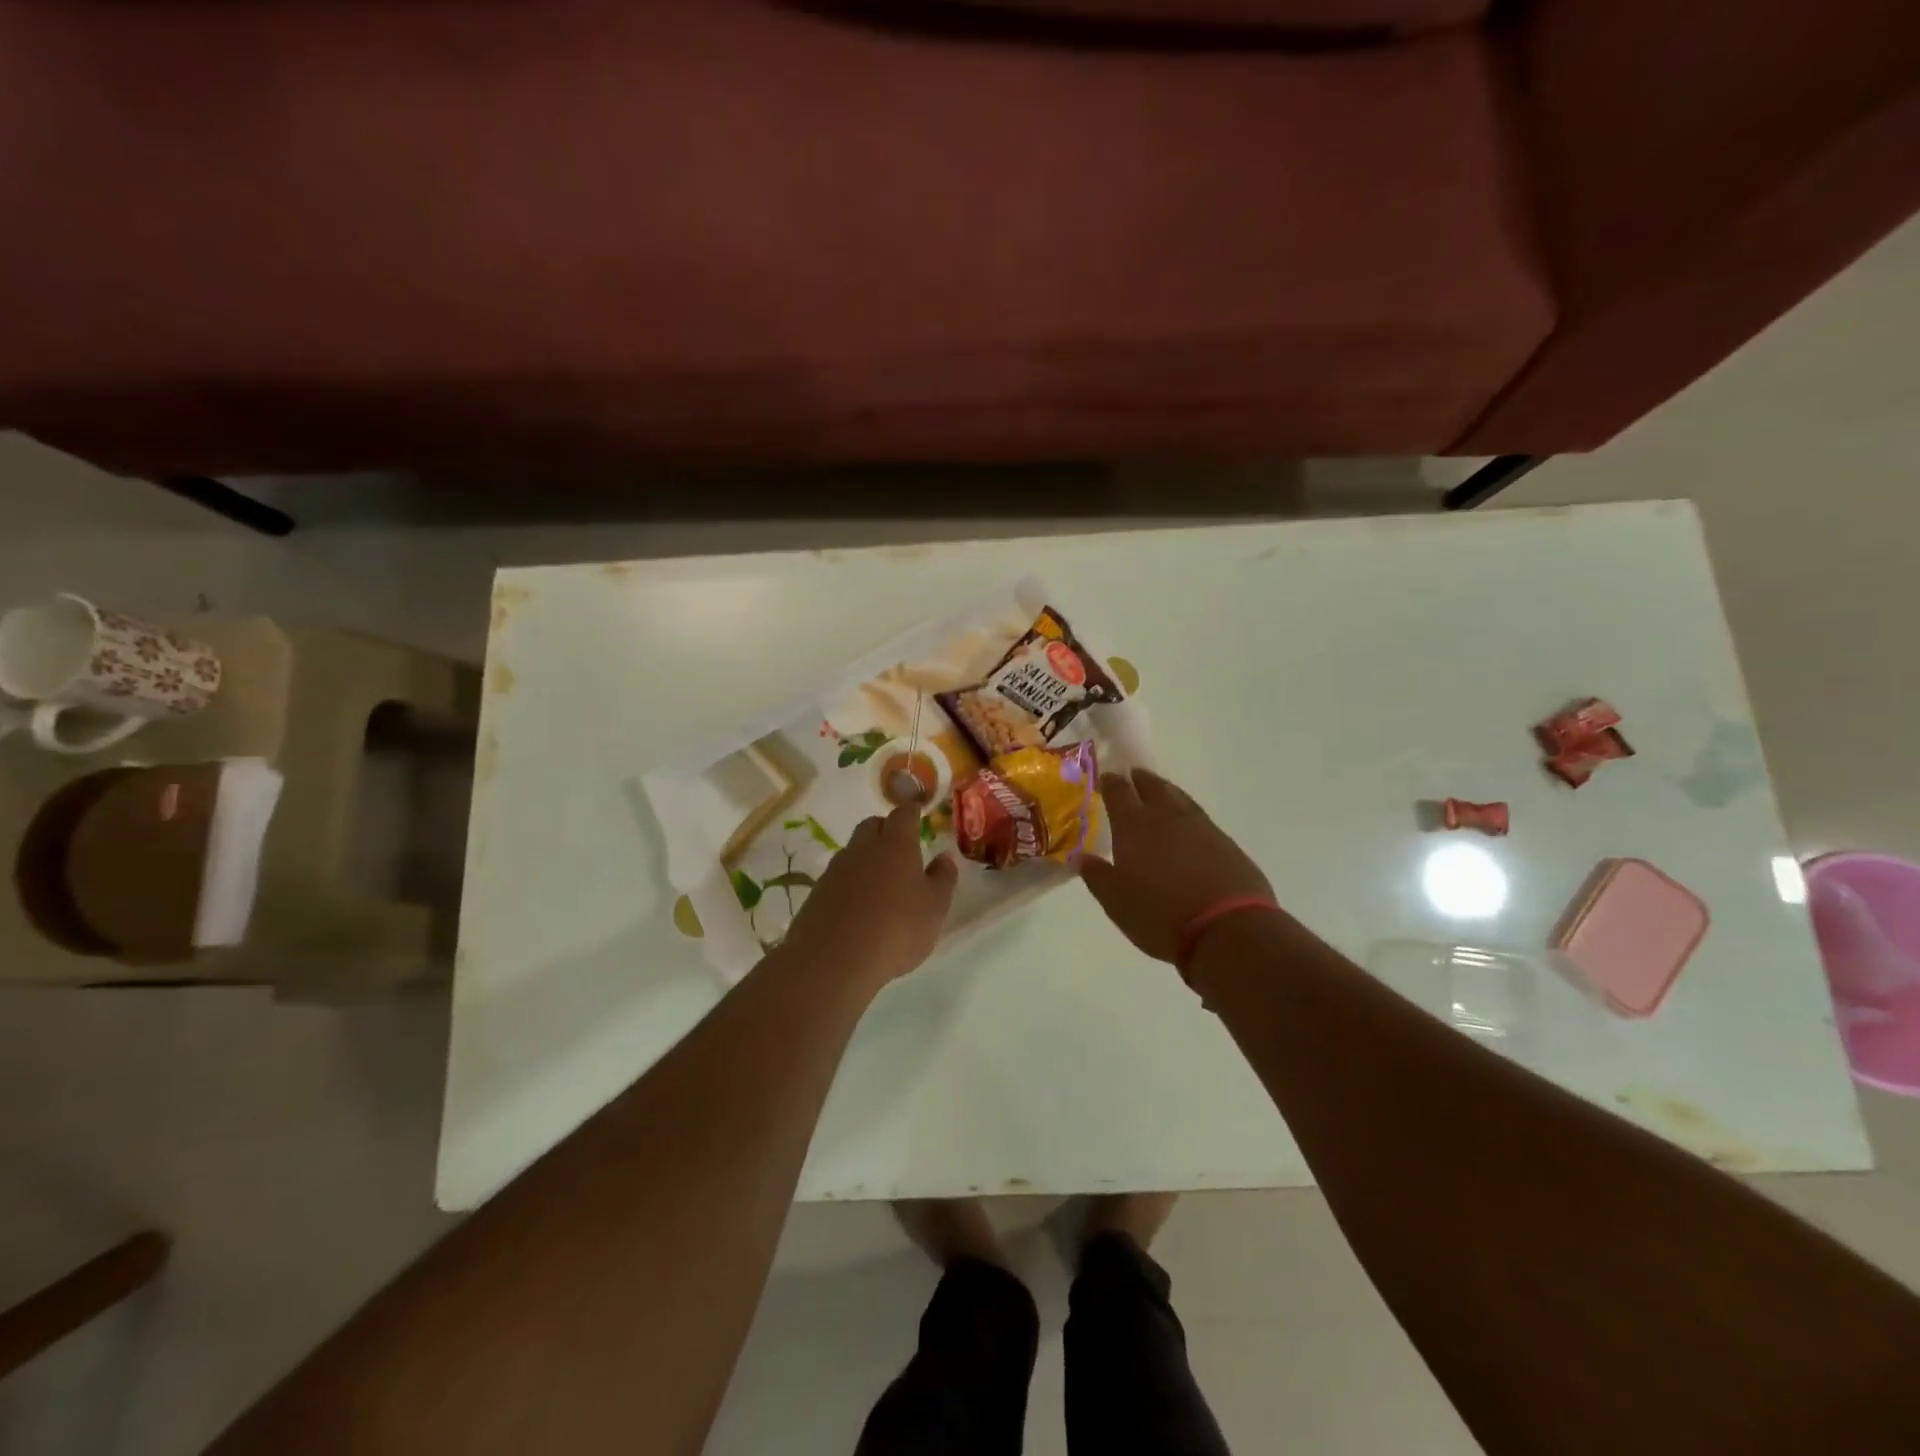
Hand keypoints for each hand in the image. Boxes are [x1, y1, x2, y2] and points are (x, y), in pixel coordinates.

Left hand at [781, 804, 958, 987]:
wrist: (833, 960)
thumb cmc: (896, 930)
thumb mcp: (934, 908)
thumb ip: (943, 878)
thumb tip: (945, 856)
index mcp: (896, 845)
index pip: (904, 814)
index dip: (912, 811)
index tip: (918, 811)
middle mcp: (863, 848)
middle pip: (872, 825)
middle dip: (886, 828)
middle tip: (900, 845)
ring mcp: (836, 869)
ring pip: (853, 850)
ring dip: (866, 855)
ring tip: (881, 878)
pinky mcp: (817, 892)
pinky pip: (838, 876)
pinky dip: (850, 881)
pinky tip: (858, 904)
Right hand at [1081, 768, 1273, 963]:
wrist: (1228, 929)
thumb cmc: (1160, 916)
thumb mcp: (1116, 902)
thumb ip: (1097, 876)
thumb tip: (1080, 856)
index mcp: (1134, 826)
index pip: (1119, 792)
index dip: (1111, 782)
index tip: (1106, 777)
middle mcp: (1167, 817)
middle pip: (1152, 787)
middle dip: (1140, 780)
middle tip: (1133, 776)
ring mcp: (1200, 826)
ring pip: (1179, 797)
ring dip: (1166, 791)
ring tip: (1159, 791)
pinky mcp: (1226, 842)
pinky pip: (1199, 816)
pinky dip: (1187, 812)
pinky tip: (1187, 823)